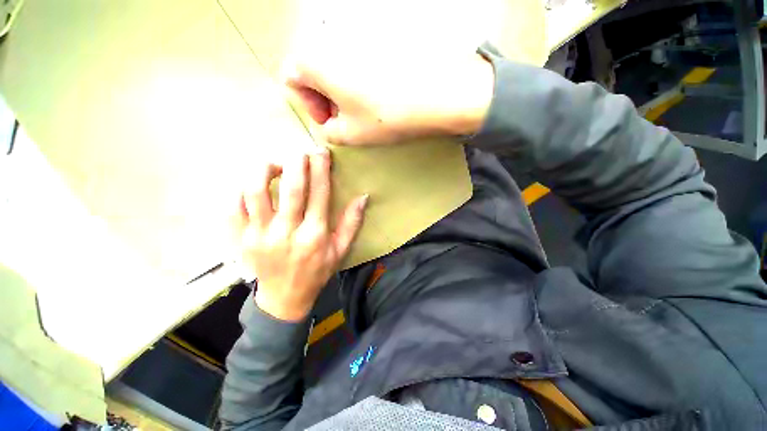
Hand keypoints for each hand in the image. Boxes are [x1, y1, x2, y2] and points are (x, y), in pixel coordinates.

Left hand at [232, 149, 367, 320]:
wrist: (284, 298)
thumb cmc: (316, 272)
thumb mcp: (340, 251)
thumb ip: (352, 223)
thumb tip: (363, 197)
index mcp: (314, 235)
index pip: (319, 194)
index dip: (321, 170)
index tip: (321, 152)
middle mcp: (287, 232)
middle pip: (291, 189)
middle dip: (297, 163)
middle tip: (300, 152)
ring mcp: (260, 235)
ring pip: (256, 193)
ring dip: (265, 171)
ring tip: (274, 165)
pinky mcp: (241, 239)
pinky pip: (234, 207)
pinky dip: (241, 190)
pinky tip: (253, 185)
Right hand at [283, 23, 494, 145]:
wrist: (435, 93)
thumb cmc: (386, 116)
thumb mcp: (351, 134)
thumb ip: (330, 132)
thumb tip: (329, 126)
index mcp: (315, 60)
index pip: (291, 78)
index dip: (308, 104)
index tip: (330, 120)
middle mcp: (331, 38)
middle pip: (312, 68)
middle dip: (325, 97)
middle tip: (347, 117)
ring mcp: (356, 34)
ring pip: (335, 62)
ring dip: (342, 88)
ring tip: (365, 107)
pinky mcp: (378, 36)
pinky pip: (356, 56)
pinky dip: (359, 76)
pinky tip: (379, 91)